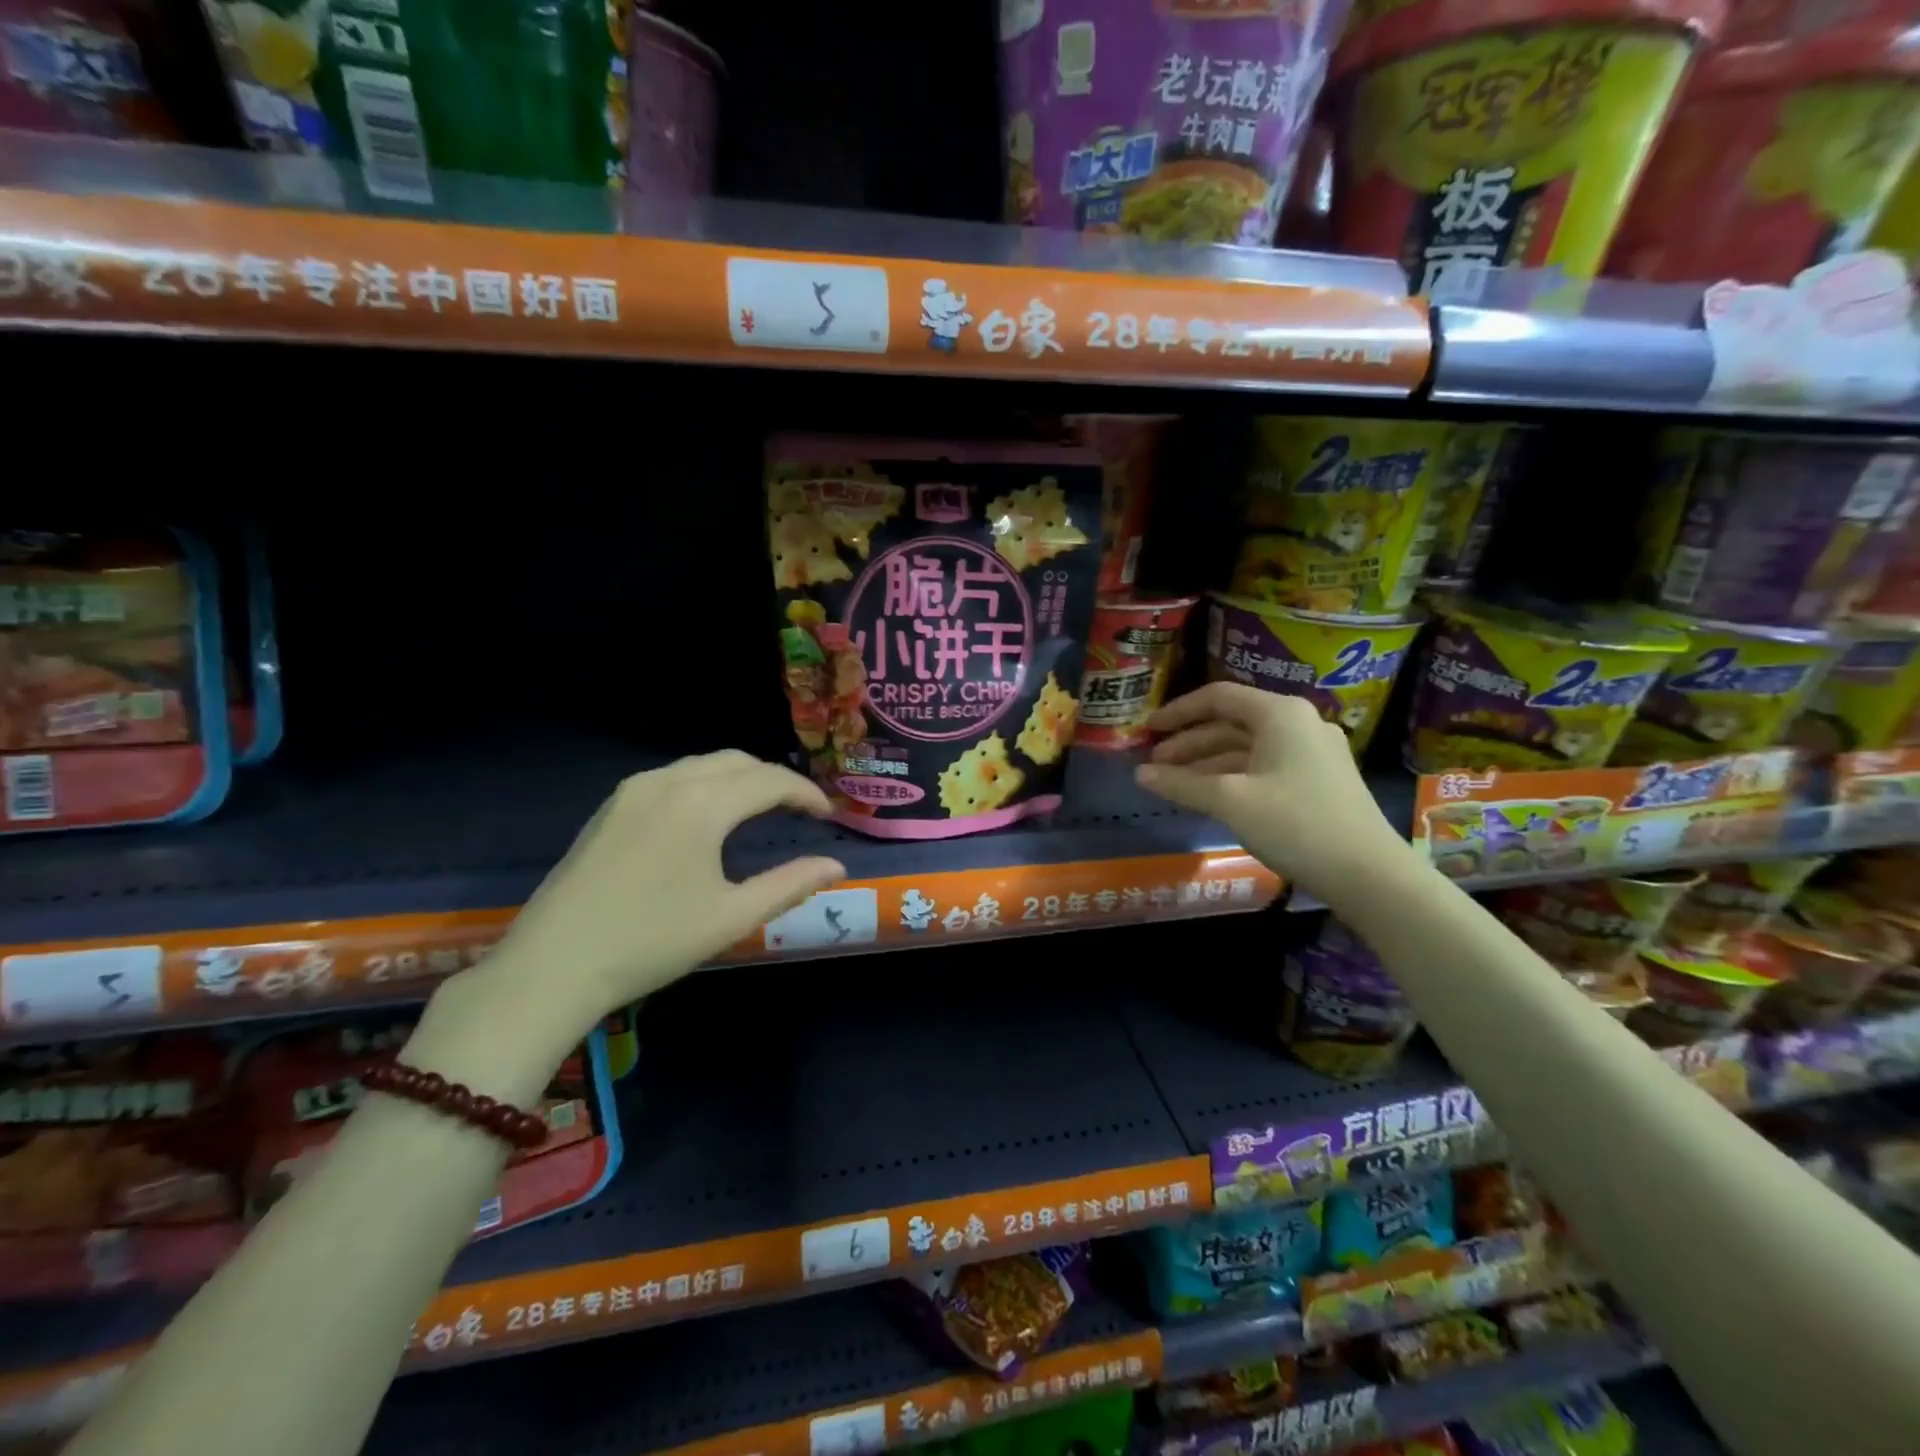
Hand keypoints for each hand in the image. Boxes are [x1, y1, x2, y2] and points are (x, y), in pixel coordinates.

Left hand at [477, 752, 844, 1027]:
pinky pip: (672, 778)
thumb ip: (790, 884)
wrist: (553, 966)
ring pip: (702, 765)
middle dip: (774, 779)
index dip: (805, 794)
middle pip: (737, 762)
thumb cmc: (652, 942)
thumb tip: (836, 866)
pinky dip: (705, 784)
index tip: (828, 815)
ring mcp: (633, 790)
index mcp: (702, 804)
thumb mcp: (732, 917)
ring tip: (761, 809)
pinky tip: (708, 816)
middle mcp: (668, 781)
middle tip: (799, 810)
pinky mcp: (610, 807)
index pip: (770, 781)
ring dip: (739, 778)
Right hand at [1134, 683, 1412, 902]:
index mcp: (1280, 714)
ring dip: (1208, 762)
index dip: (1178, 712)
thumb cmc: (1295, 824)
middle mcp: (1299, 723)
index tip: (1148, 729)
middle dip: (1190, 743)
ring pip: (1247, 748)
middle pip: (1232, 723)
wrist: (1368, 873)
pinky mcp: (1320, 779)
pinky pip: (1264, 766)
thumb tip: (1140, 774)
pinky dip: (1233, 777)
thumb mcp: (1229, 801)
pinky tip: (1211, 797)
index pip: (1218, 697)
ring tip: (1174, 784)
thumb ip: (1181, 783)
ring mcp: (1313, 752)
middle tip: (1155, 764)